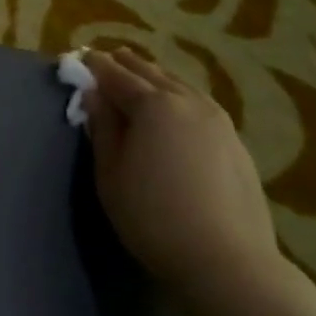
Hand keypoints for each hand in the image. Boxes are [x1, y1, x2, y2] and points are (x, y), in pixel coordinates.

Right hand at [82, 47, 282, 293]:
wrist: (225, 258)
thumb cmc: (152, 216)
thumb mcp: (110, 173)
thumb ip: (102, 128)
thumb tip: (92, 94)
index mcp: (154, 106)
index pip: (117, 76)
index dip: (96, 67)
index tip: (81, 57)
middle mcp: (189, 102)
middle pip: (151, 74)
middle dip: (126, 65)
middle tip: (107, 59)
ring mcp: (218, 120)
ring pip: (180, 86)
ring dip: (155, 78)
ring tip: (139, 76)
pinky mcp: (234, 141)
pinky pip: (198, 104)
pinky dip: (178, 96)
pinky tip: (174, 107)